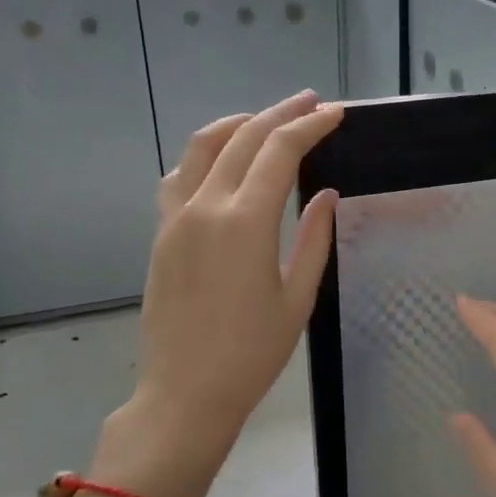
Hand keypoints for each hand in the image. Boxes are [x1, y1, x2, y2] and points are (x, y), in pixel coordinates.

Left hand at [93, 91, 342, 496]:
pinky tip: (221, 162)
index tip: (334, 113)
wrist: (185, 393)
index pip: (279, 151)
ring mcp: (176, 217)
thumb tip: (325, 194)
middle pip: (243, 138)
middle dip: (279, 114)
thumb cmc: (252, 354)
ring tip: (266, 120)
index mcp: (245, 222)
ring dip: (238, 124)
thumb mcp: (297, 299)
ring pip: (203, 147)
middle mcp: (205, 206)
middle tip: (310, 103)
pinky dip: (204, 155)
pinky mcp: (161, 234)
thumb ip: (314, 239)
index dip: (309, 125)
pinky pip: (179, 176)